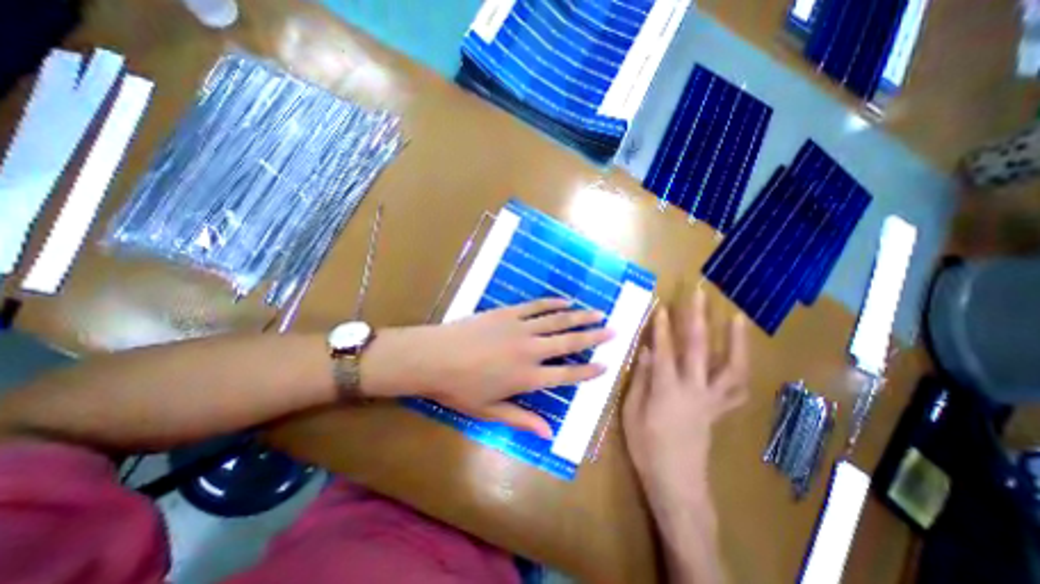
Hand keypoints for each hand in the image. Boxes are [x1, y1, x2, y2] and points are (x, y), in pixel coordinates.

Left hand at [363, 300, 610, 439]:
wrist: (433, 357)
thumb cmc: (459, 388)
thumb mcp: (489, 411)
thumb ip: (521, 420)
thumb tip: (548, 433)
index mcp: (527, 377)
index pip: (567, 374)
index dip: (588, 370)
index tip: (606, 365)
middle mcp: (530, 350)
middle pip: (569, 342)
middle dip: (593, 337)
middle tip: (613, 330)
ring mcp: (520, 328)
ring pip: (557, 320)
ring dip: (579, 316)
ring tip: (598, 312)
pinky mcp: (508, 313)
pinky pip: (536, 306)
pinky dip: (553, 303)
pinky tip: (565, 301)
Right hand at [621, 290, 752, 507]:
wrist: (677, 482)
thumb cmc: (646, 446)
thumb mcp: (632, 411)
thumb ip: (641, 379)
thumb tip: (646, 351)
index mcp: (667, 389)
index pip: (664, 349)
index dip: (662, 326)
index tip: (661, 304)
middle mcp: (694, 389)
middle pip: (698, 348)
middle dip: (697, 318)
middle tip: (699, 294)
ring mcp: (711, 400)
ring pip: (730, 366)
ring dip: (734, 340)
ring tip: (737, 318)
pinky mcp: (719, 410)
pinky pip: (735, 388)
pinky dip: (740, 369)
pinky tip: (740, 356)